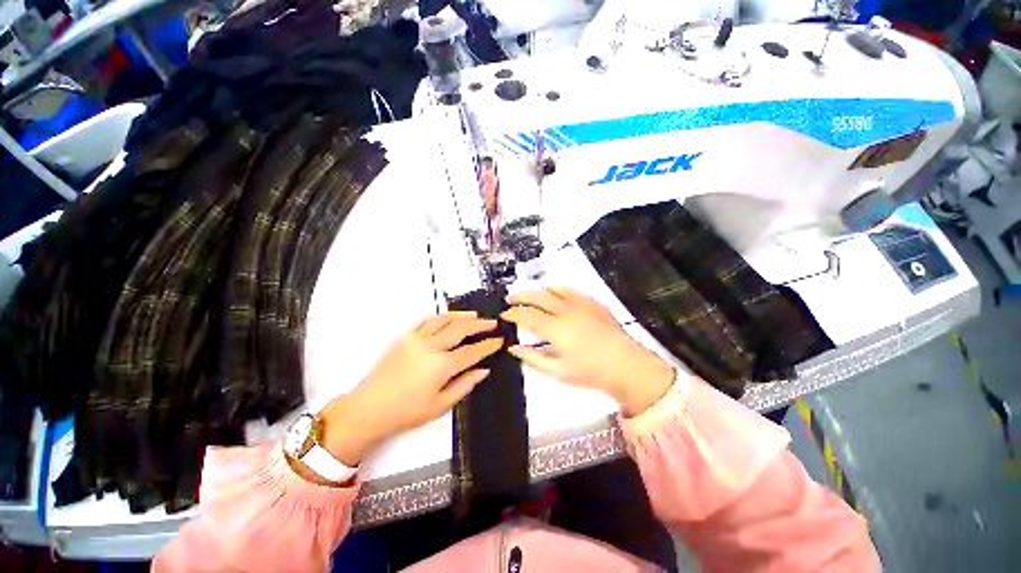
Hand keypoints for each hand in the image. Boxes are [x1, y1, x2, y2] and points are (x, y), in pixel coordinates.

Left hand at [319, 312, 501, 465]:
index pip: (472, 351)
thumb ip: (465, 385)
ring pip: (444, 319)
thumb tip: (483, 370)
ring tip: (475, 315)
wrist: (369, 408)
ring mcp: (416, 338)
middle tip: (492, 323)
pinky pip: (426, 320)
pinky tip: (448, 317)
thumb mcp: (440, 405)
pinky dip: (440, 317)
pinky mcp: (404, 336)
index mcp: (441, 366)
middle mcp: (431, 346)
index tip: (499, 340)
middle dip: (480, 325)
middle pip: (461, 329)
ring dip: (462, 316)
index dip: (488, 345)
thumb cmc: (406, 412)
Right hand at [502, 288, 674, 416]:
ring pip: (553, 289)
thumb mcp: (557, 371)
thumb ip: (532, 358)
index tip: (504, 314)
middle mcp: (566, 311)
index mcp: (556, 329)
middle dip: (520, 296)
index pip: (527, 316)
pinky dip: (557, 289)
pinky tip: (554, 293)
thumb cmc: (590, 372)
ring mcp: (581, 304)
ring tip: (529, 295)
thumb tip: (513, 348)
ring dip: (537, 290)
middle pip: (537, 297)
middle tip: (510, 299)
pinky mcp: (592, 302)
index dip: (513, 313)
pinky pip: (571, 290)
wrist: (626, 366)